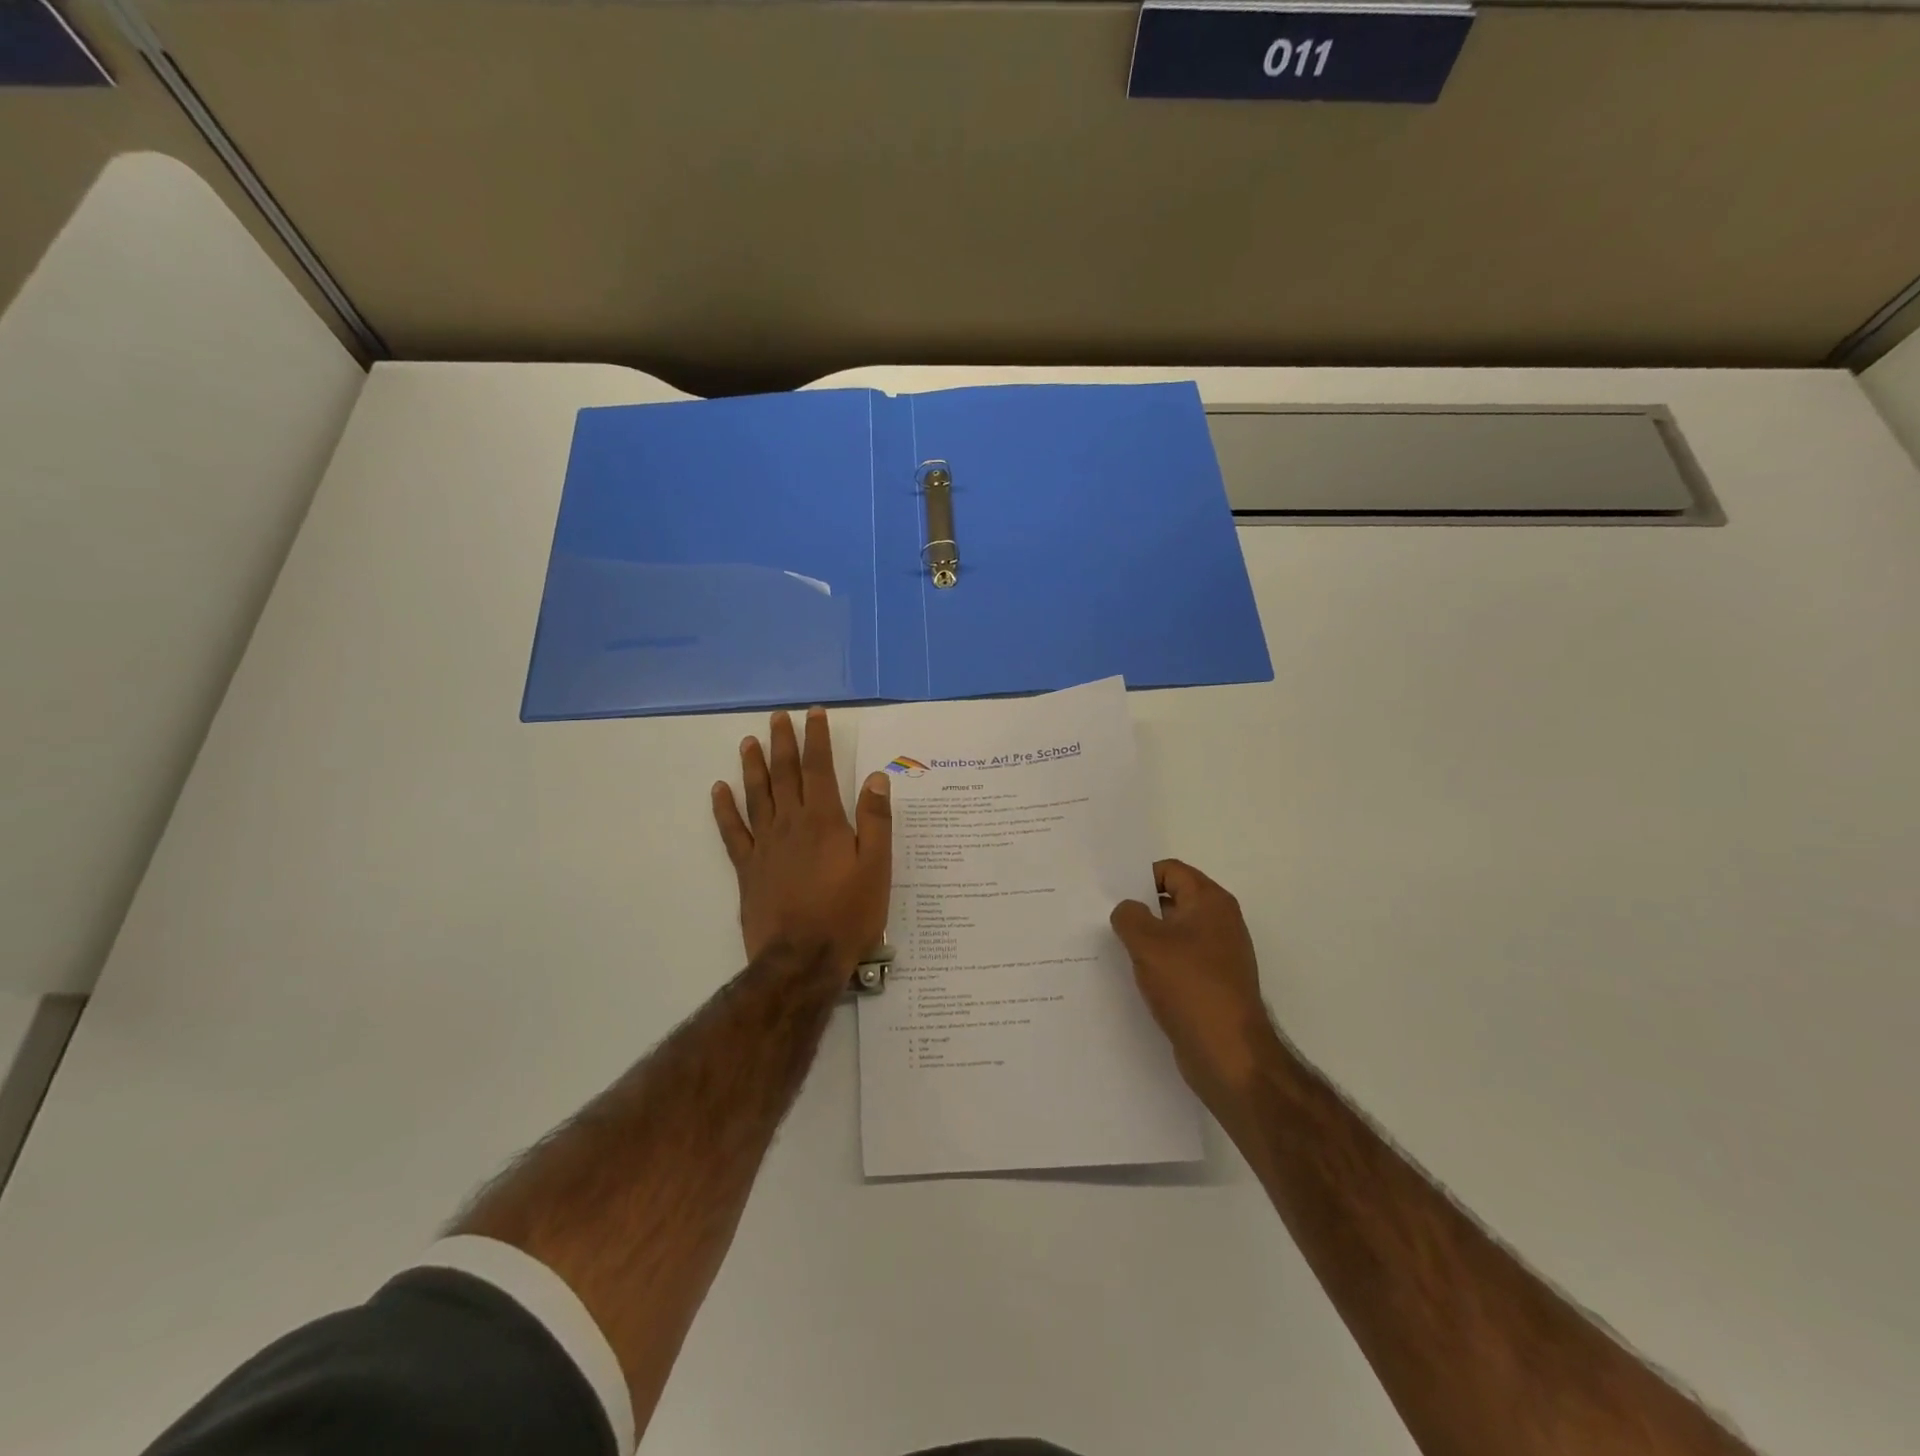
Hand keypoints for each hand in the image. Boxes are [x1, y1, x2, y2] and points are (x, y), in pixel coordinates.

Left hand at [712, 708, 891, 975]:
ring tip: (749, 742)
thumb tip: (876, 778)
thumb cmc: (847, 914)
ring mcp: (765, 845)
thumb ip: (876, 821)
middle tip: (778, 717)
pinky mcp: (748, 868)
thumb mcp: (876, 868)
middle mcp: (791, 824)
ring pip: (757, 796)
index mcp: (824, 821)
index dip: (817, 739)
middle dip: (783, 743)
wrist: (801, 960)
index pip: (819, 768)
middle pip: (785, 775)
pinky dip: (725, 809)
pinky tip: (719, 790)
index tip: (814, 714)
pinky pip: (733, 831)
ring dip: (754, 766)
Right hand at [1111, 860, 1279, 1106]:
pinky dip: (1157, 964)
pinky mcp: (1211, 984)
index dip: (1138, 877)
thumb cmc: (1190, 988)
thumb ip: (1129, 916)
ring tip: (1112, 947)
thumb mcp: (1148, 943)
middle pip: (1172, 900)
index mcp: (1211, 902)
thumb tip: (1128, 910)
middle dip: (1139, 908)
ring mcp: (1218, 955)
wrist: (1229, 1055)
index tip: (1109, 892)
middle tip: (1102, 916)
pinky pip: (1178, 961)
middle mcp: (1219, 922)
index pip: (1170, 871)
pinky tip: (1133, 976)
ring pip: (1173, 933)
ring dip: (1145, 939)